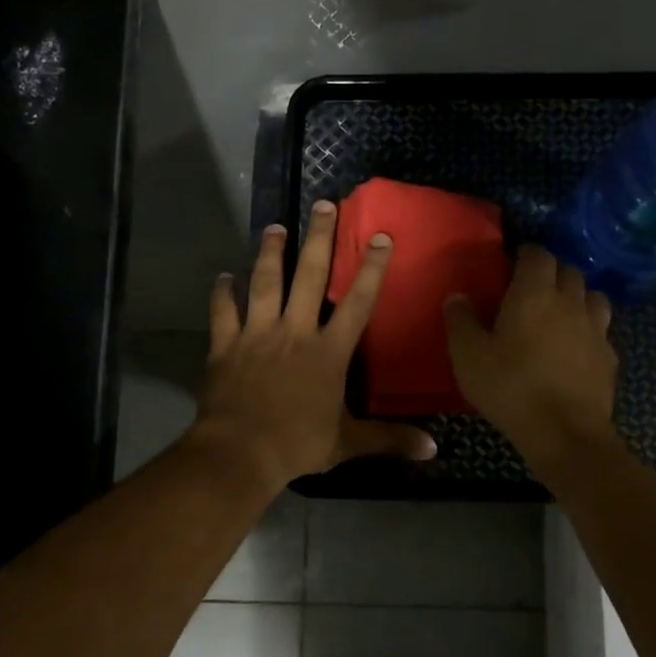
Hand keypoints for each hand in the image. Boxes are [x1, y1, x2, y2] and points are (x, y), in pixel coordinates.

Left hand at [188, 200, 437, 491]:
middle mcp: (294, 333)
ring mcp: (257, 336)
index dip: (370, 269)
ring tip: (274, 227)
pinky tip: (223, 277)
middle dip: (318, 238)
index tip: (379, 236)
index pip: (357, 303)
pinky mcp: (225, 346)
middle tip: (322, 204)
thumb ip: (389, 439)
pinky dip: (222, 293)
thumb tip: (433, 450)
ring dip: (270, 253)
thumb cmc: (298, 445)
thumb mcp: (348, 443)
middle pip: (309, 277)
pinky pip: (223, 312)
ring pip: (264, 283)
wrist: (240, 452)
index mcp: (328, 352)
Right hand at [443, 245, 619, 471]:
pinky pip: (601, 331)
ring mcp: (596, 329)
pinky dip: (589, 330)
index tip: (513, 262)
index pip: (537, 255)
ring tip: (561, 312)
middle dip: (552, 272)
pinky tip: (577, 347)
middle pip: (569, 271)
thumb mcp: (468, 356)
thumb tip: (457, 296)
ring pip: (593, 297)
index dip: (526, 254)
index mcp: (534, 294)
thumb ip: (460, 322)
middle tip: (533, 288)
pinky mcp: (609, 357)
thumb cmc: (510, 388)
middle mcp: (570, 302)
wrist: (564, 432)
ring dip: (578, 297)